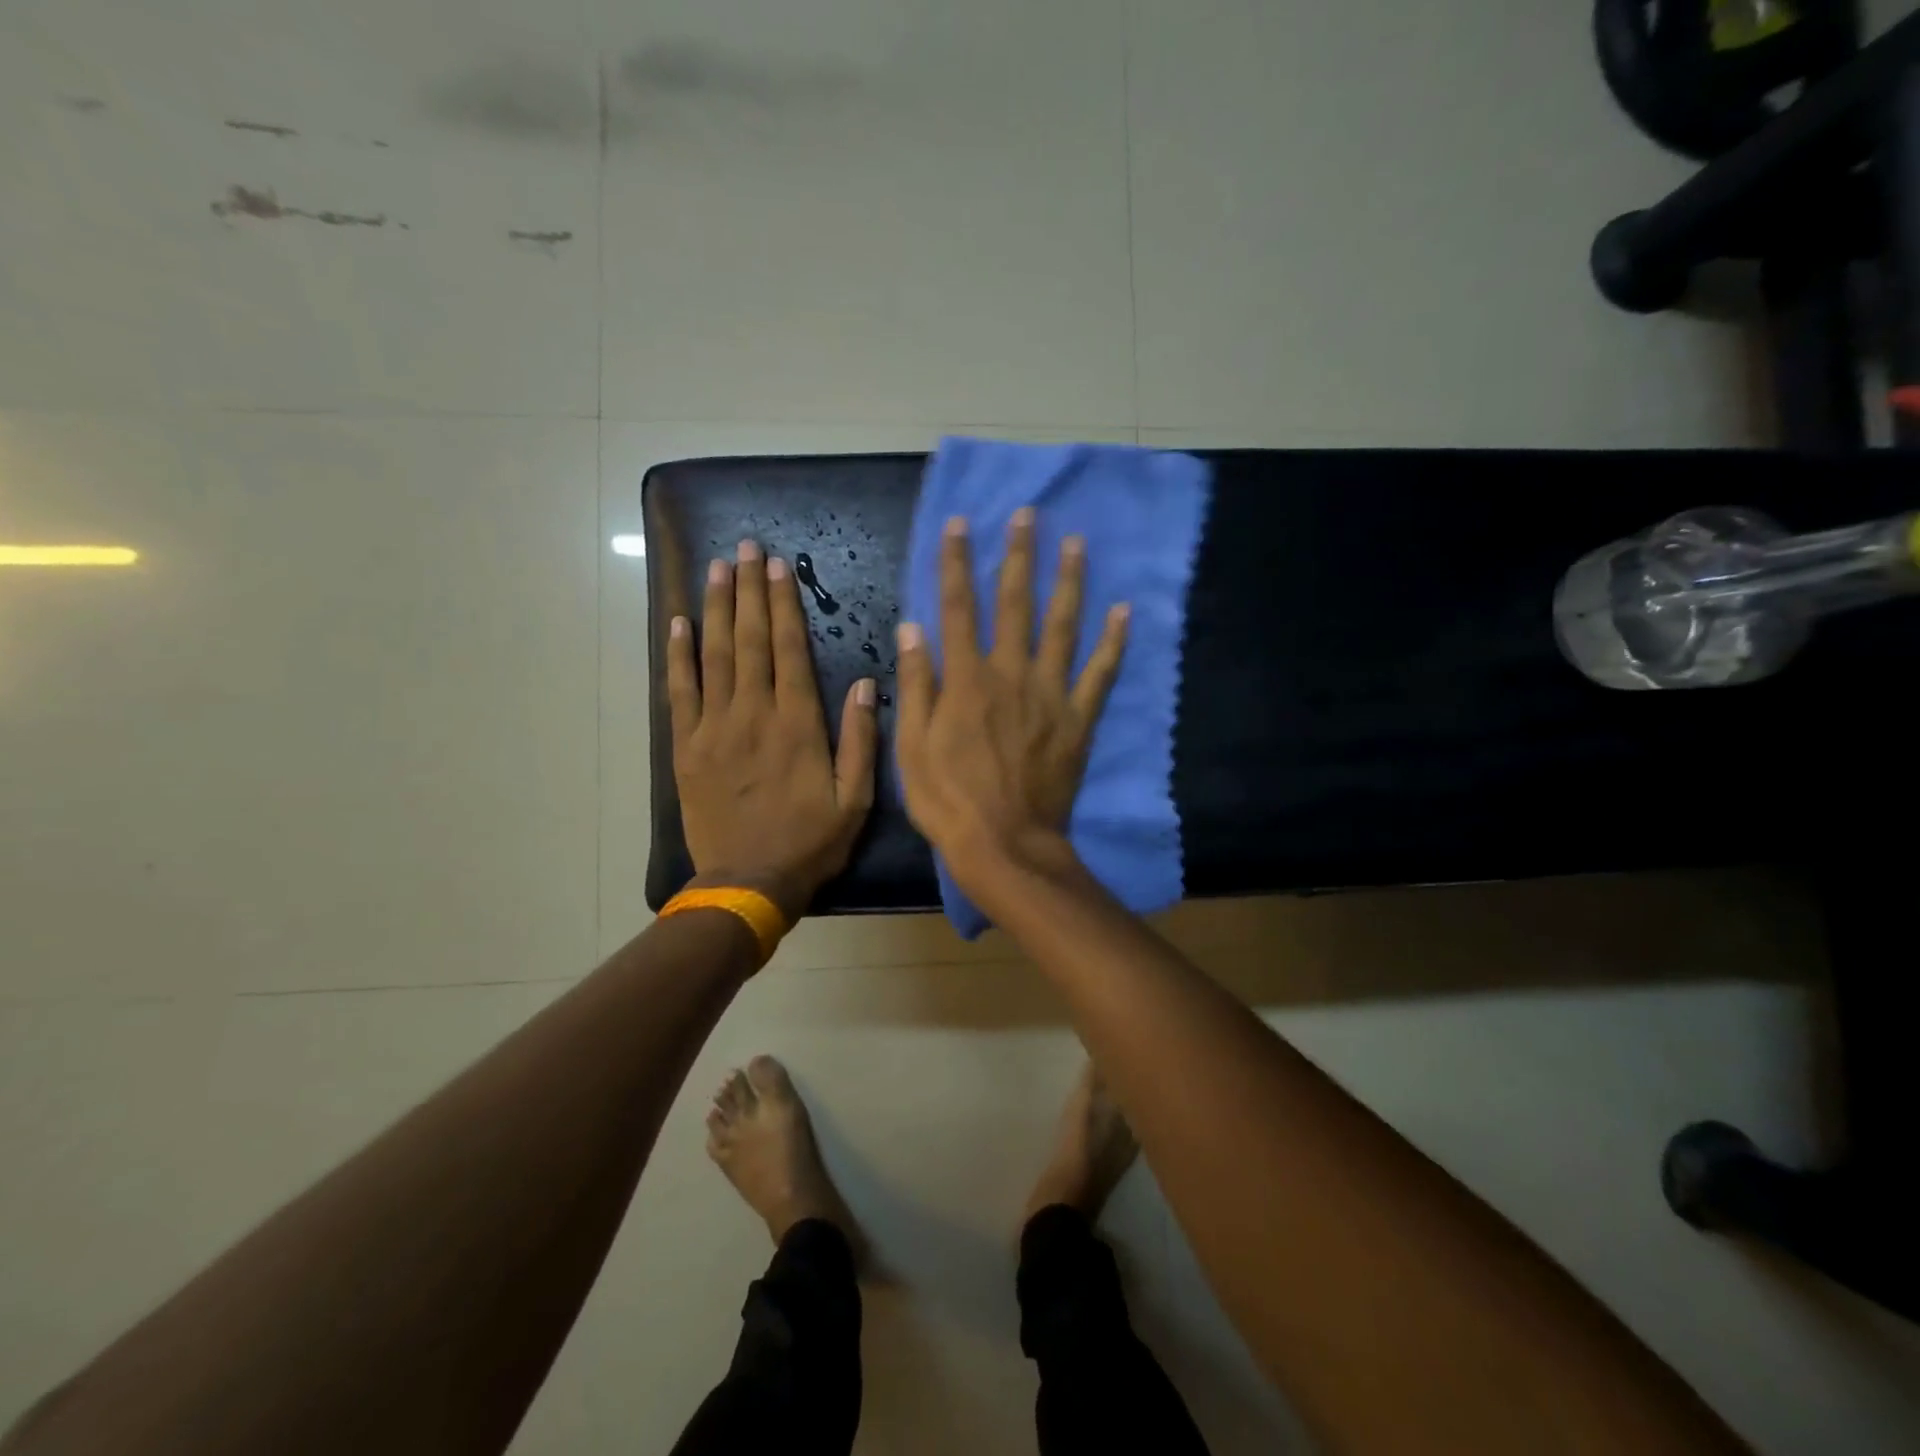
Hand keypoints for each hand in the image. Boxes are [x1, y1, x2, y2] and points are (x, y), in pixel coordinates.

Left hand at [667, 540, 877, 921]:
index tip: (779, 566)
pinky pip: (680, 692)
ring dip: (717, 608)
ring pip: (714, 655)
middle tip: (746, 547)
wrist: (748, 883)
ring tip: (717, 568)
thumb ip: (860, 740)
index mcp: (797, 724)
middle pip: (751, 640)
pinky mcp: (686, 747)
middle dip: (749, 591)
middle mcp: (753, 714)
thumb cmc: (809, 843)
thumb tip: (864, 683)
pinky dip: (678, 655)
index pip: (789, 649)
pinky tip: (679, 623)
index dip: (784, 604)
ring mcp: (714, 728)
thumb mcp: (855, 800)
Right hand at [894, 510, 1128, 898]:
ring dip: (1068, 582)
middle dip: (1018, 556)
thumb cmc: (948, 800)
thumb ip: (914, 684)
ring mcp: (1050, 695)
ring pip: (1062, 626)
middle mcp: (1010, 674)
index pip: (958, 608)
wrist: (1004, 844)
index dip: (956, 563)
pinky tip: (1124, 611)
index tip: (960, 523)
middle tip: (1028, 516)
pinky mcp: (1078, 719)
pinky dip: (1113, 642)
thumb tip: (913, 627)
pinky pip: (1100, 674)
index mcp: (966, 679)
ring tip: (1076, 543)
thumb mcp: (911, 746)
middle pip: (1014, 604)